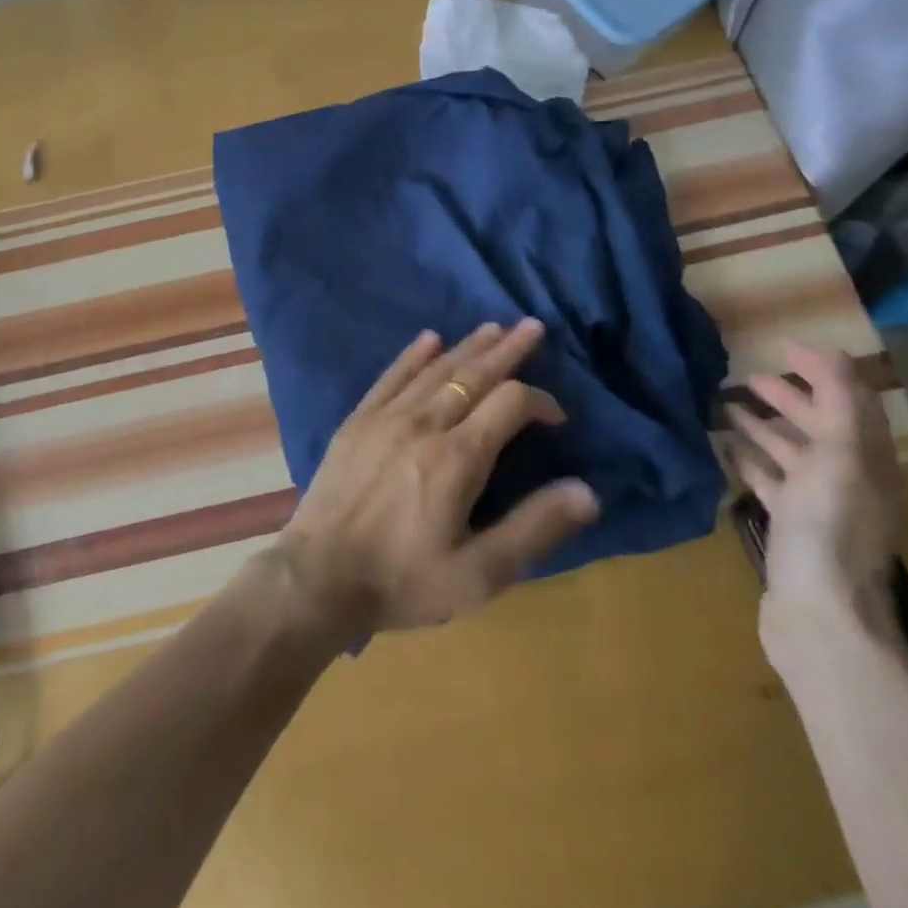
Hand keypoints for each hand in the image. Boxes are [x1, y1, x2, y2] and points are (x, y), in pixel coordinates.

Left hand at [268, 319, 599, 645]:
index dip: (540, 401)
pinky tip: (428, 339)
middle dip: (507, 350)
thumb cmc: (403, 581)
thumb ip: (534, 529)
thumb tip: (588, 491)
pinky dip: (412, 356)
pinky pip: (390, 377)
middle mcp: (424, 424)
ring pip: (435, 370)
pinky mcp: (357, 421)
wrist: (318, 577)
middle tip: (532, 326)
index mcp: (458, 458)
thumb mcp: (479, 574)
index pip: (509, 404)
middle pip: (473, 375)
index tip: (557, 416)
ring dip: (467, 347)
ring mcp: (385, 418)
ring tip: (492, 327)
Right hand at [726, 343, 903, 648]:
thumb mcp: (839, 457)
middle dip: (788, 398)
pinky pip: (770, 482)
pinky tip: (726, 450)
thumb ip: (838, 403)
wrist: (819, 614)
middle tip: (746, 378)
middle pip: (819, 426)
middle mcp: (847, 479)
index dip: (823, 371)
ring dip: (763, 428)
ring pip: (791, 454)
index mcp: (867, 460)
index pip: (850, 402)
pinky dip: (750, 461)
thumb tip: (832, 352)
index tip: (784, 347)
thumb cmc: (827, 528)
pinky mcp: (791, 527)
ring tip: (726, 408)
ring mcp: (818, 505)